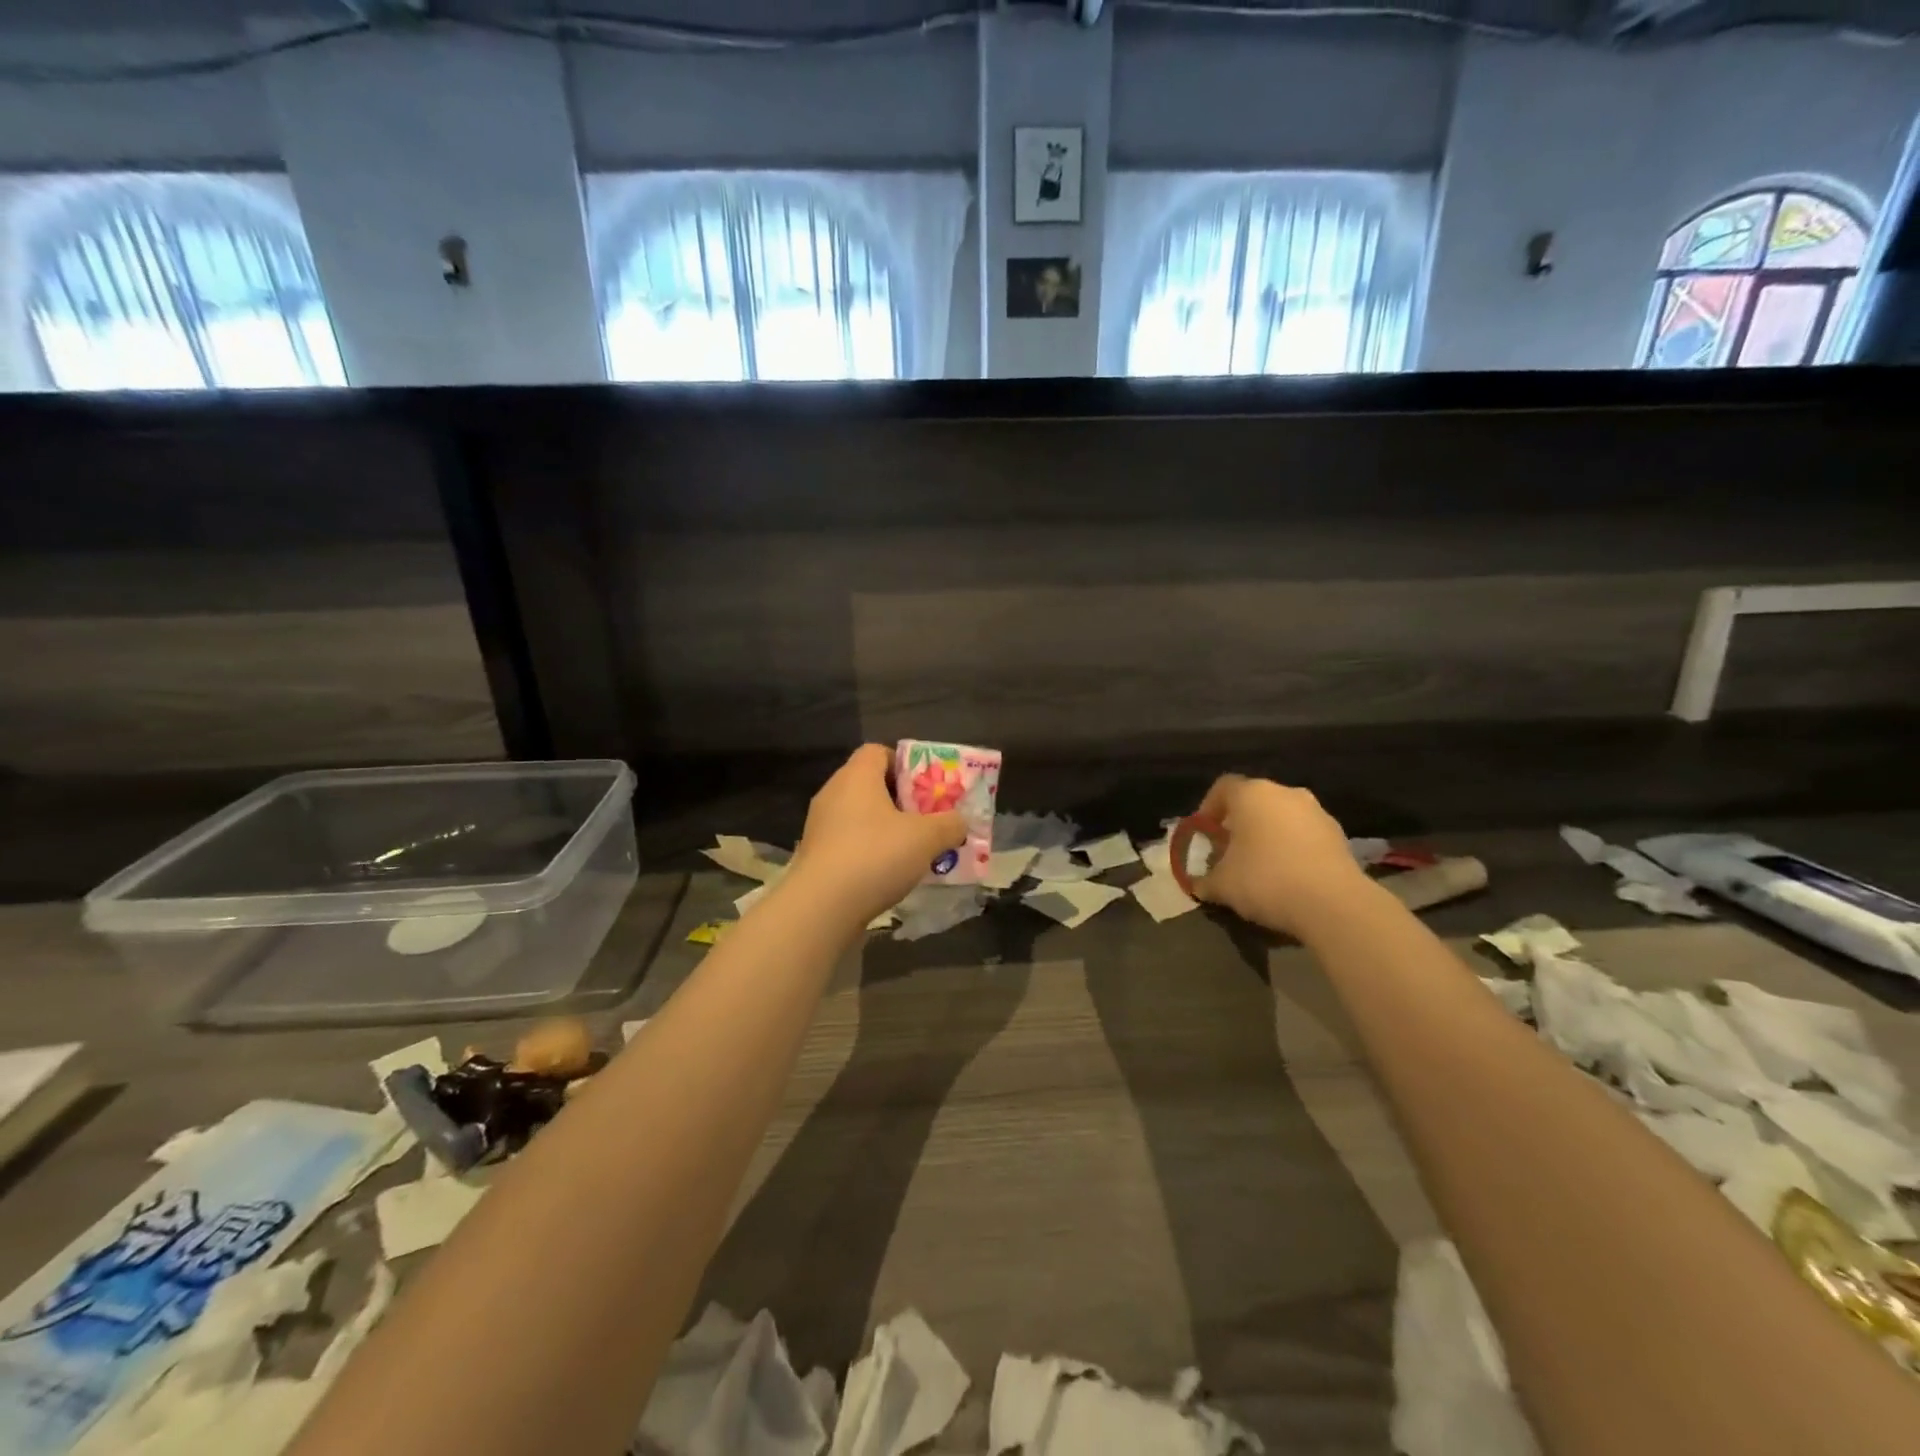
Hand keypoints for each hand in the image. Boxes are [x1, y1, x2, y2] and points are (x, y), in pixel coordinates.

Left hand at [786, 745, 966, 925]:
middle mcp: (833, 794)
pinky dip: (870, 852)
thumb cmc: (875, 856)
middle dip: (902, 800)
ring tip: (914, 850)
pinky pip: (849, 843)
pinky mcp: (816, 857)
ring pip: (860, 817)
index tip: (926, 787)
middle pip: (870, 785)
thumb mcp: (927, 838)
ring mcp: (820, 827)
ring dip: (886, 829)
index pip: (878, 751)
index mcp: (856, 776)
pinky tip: (889, 873)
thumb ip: (950, 824)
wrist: (821, 908)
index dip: (905, 763)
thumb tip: (960, 822)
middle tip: (928, 819)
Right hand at [1189, 775, 1371, 937]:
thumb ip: (1205, 880)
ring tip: (1260, 866)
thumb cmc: (1265, 880)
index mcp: (1251, 794)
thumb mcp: (1222, 885)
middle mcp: (1285, 793)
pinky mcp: (1339, 835)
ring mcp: (1316, 812)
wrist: (1333, 903)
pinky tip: (1288, 876)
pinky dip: (1293, 848)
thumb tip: (1198, 884)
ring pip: (1282, 817)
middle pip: (1254, 801)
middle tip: (1229, 851)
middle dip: (1239, 824)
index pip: (1222, 788)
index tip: (1204, 834)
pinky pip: (1305, 835)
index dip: (1208, 809)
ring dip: (1268, 835)